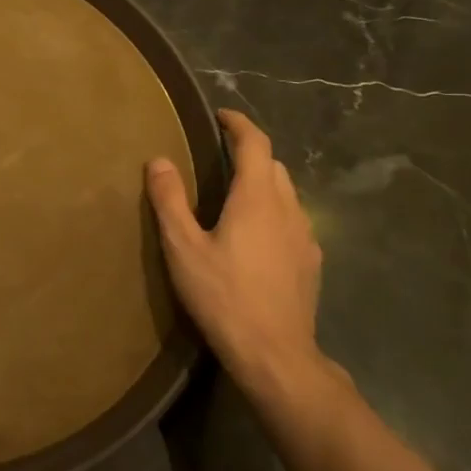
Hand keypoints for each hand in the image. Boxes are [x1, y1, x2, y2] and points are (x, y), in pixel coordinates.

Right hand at [146, 109, 329, 402]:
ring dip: (262, 182)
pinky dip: (273, 211)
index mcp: (257, 198)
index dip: (238, 123)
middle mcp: (288, 208)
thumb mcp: (182, 247)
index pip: (255, 143)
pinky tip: (255, 235)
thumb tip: (159, 160)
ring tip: (233, 194)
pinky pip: (293, 220)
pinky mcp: (311, 262)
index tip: (220, 115)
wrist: (275, 355)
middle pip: (273, 165)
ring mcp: (305, 237)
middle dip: (249, 152)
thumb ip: (170, 200)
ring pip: (286, 193)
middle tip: (218, 156)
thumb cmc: (223, 295)